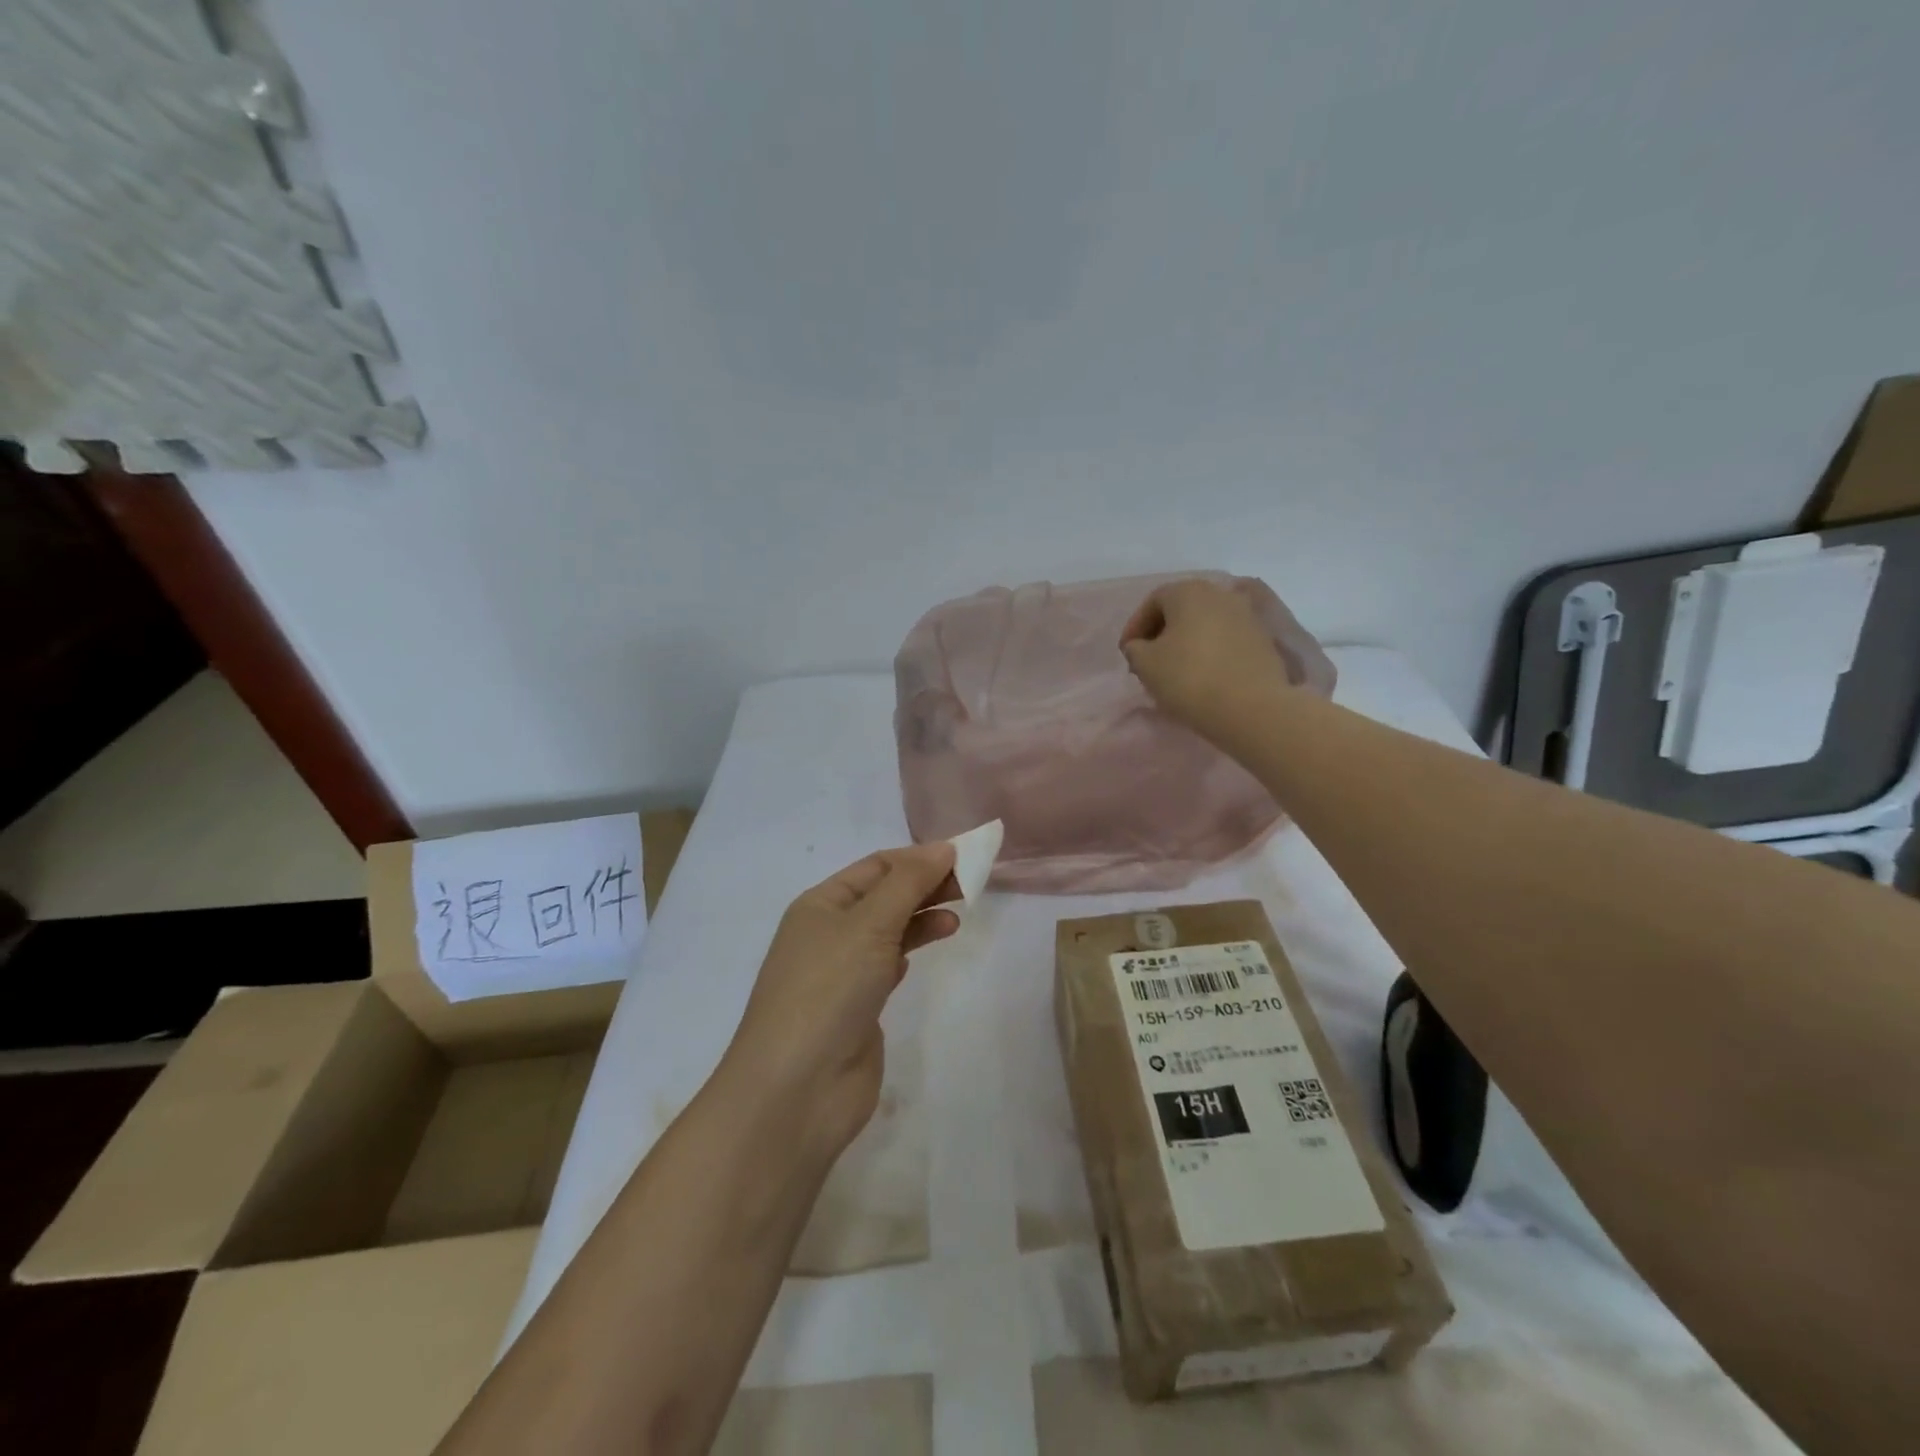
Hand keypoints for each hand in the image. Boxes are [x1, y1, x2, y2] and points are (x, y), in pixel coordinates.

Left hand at [720, 844, 959, 1160]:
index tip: (964, 856)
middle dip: (925, 885)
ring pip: (889, 930)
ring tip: (959, 916)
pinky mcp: (857, 1007)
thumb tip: (943, 847)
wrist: (797, 1089)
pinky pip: (887, 964)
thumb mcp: (869, 924)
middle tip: (972, 884)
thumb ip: (909, 883)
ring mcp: (841, 972)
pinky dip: (909, 950)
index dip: (919, 857)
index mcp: (820, 904)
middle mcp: (828, 933)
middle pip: (884, 896)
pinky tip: (928, 947)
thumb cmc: (829, 990)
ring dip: (922, 917)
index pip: (877, 866)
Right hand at [1120, 578, 1295, 735]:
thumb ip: (1135, 649)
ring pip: (1206, 624)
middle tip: (1149, 660)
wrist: (1252, 708)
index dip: (1135, 626)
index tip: (1127, 652)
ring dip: (1187, 642)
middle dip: (1162, 632)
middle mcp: (1221, 594)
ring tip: (1176, 670)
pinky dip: (1210, 652)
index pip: (1153, 601)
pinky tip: (1204, 676)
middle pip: (1182, 609)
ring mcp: (1247, 615)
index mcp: (1189, 592)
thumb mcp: (1145, 664)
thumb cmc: (1189, 678)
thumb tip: (1140, 646)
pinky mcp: (1263, 640)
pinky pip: (1226, 640)